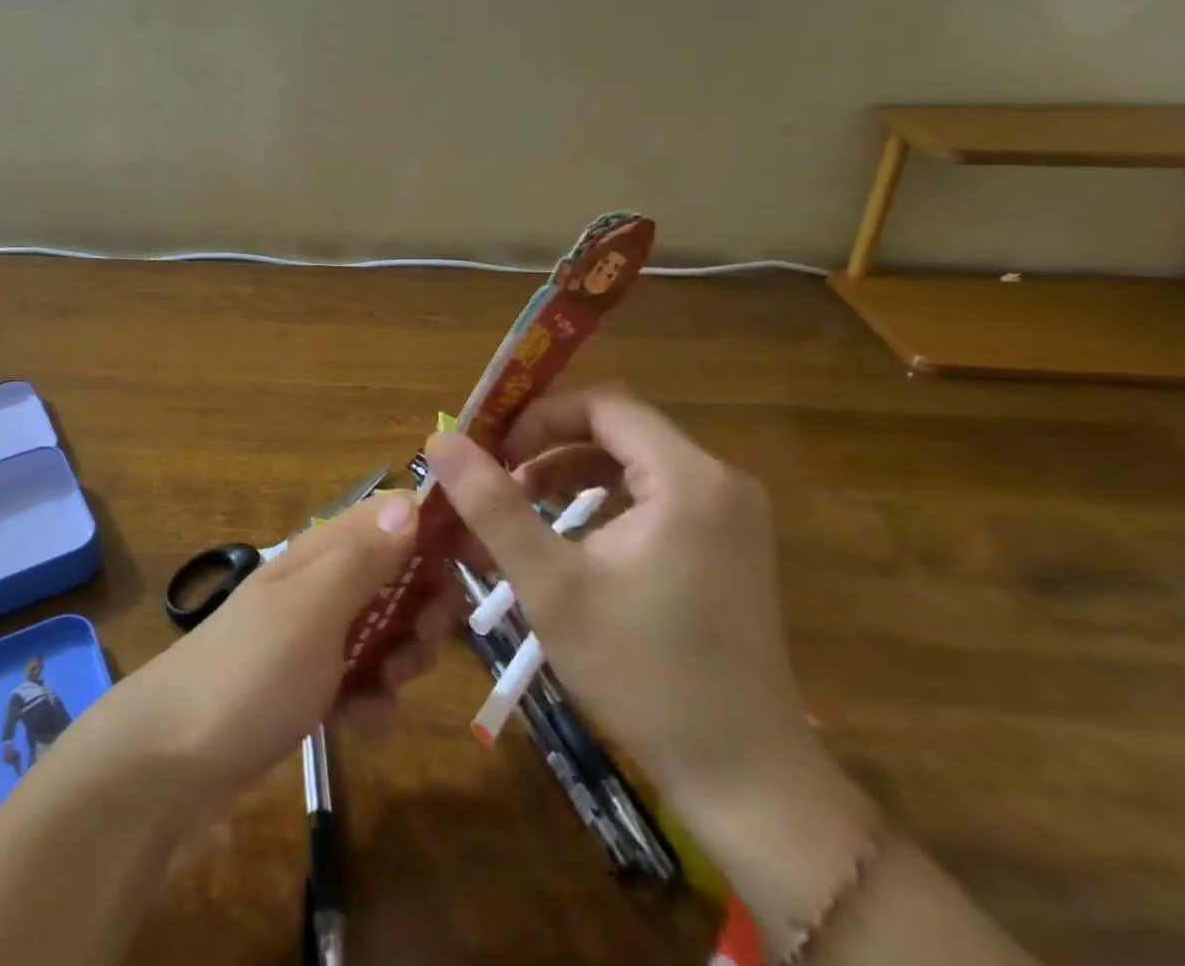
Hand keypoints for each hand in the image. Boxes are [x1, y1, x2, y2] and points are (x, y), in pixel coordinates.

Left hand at [108, 489, 452, 809]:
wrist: (172, 761)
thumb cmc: (249, 672)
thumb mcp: (313, 610)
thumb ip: (363, 558)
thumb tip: (411, 500)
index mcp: (323, 551)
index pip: (393, 515)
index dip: (437, 530)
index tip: (477, 565)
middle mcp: (323, 583)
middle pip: (400, 576)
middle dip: (424, 611)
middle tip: (420, 645)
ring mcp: (316, 634)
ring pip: (388, 631)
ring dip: (400, 661)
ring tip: (381, 690)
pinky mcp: (311, 682)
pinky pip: (364, 680)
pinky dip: (370, 701)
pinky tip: (356, 724)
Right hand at [428, 385, 814, 821]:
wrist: (745, 779)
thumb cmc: (642, 673)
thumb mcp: (551, 584)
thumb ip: (492, 505)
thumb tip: (439, 441)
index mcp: (688, 478)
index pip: (603, 404)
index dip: (539, 417)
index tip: (491, 450)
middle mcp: (719, 481)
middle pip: (617, 428)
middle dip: (548, 445)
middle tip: (496, 476)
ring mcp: (729, 514)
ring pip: (632, 460)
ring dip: (570, 471)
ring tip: (520, 503)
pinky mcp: (727, 543)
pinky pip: (653, 493)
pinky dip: (603, 499)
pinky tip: (567, 534)